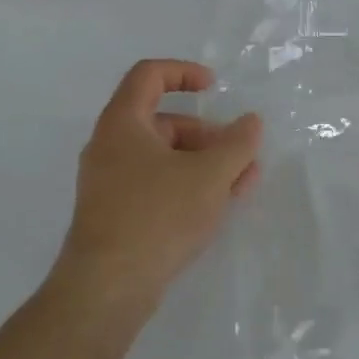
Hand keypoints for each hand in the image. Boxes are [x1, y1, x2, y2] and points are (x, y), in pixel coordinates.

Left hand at [45, 60, 260, 341]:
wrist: (108, 287)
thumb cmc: (158, 216)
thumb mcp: (209, 176)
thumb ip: (237, 144)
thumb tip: (251, 122)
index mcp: (123, 123)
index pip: (148, 75)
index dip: (183, 72)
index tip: (215, 87)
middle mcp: (109, 146)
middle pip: (163, 122)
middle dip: (208, 135)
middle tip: (241, 156)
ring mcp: (109, 183)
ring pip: (163, 159)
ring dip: (204, 164)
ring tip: (241, 186)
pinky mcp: (115, 214)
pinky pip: (155, 186)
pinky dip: (186, 187)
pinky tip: (217, 208)